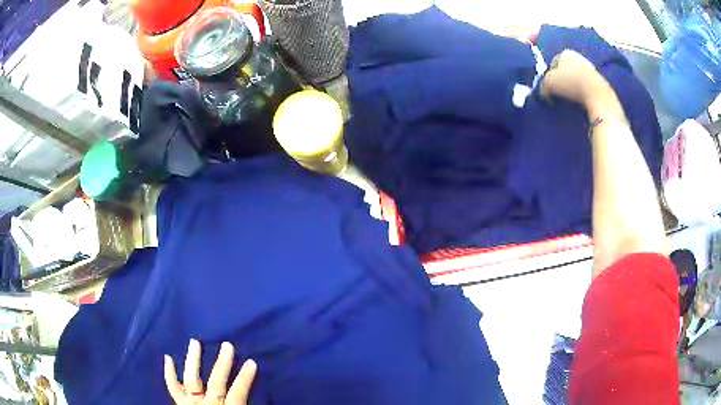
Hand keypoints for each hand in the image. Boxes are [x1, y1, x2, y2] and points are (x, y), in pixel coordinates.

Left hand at [164, 339, 257, 404]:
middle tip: (227, 345)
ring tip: (195, 342)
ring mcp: (191, 404)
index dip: (244, 379)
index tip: (252, 362)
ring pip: (192, 380)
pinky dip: (170, 374)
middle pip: (216, 383)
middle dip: (222, 365)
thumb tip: (264, 404)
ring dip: (193, 361)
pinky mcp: (181, 404)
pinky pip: (173, 388)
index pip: (237, 394)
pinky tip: (168, 358)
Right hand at [540, 49, 611, 109]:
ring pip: (576, 77)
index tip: (550, 88)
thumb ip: (542, 85)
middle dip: (562, 80)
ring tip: (570, 98)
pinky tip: (581, 99)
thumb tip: (543, 91)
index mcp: (565, 52)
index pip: (552, 63)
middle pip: (565, 69)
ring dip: (572, 86)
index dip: (549, 76)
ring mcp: (590, 67)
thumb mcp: (549, 83)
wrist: (597, 95)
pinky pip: (586, 85)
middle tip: (558, 93)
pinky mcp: (599, 80)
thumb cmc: (571, 84)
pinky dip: (582, 91)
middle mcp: (578, 56)